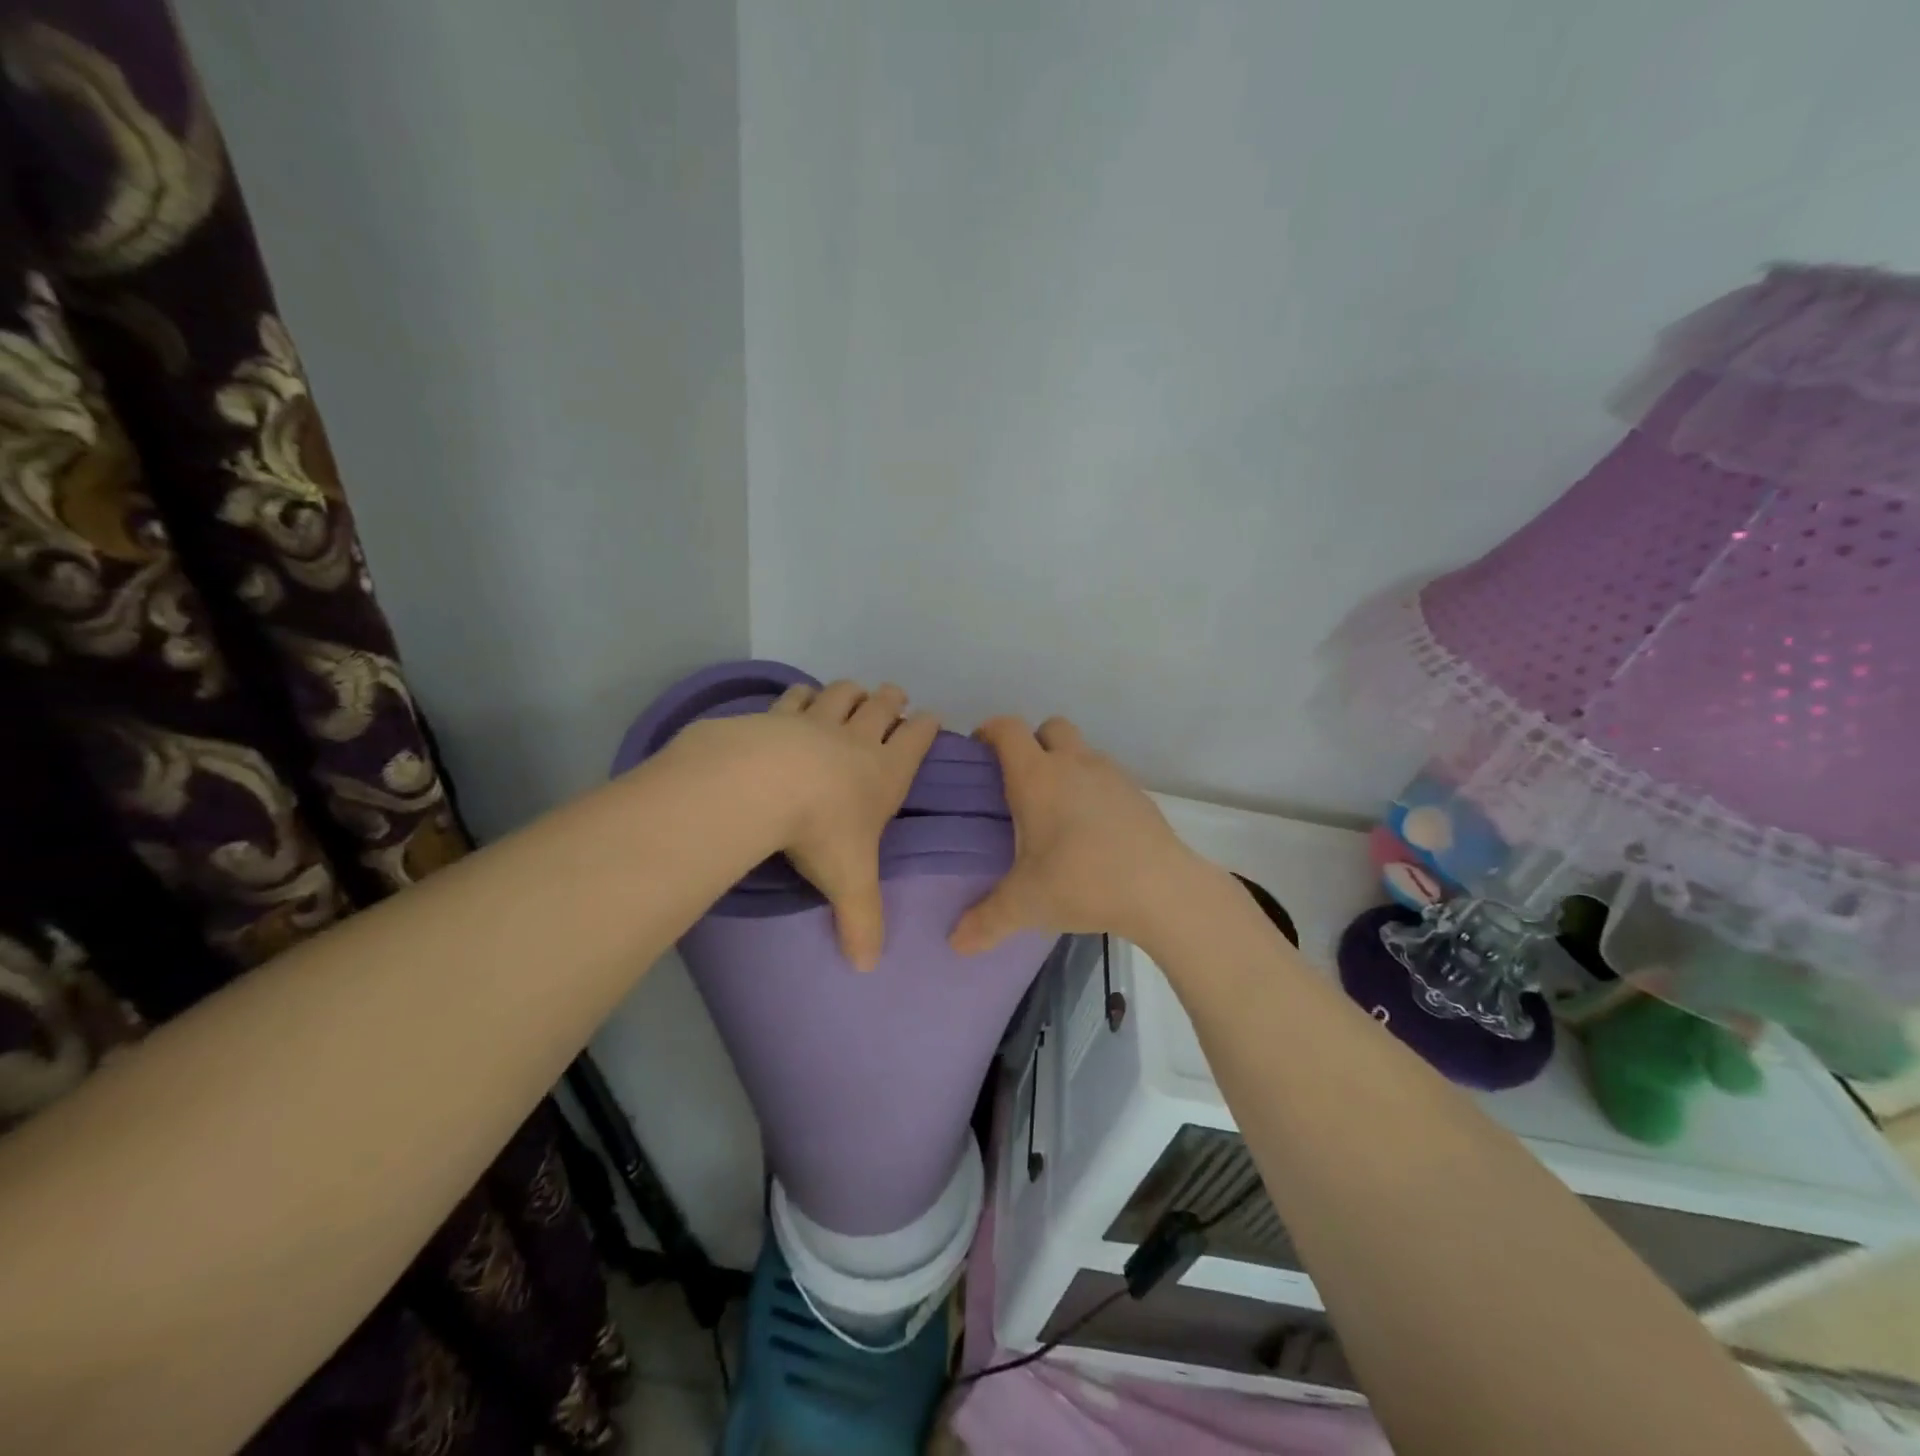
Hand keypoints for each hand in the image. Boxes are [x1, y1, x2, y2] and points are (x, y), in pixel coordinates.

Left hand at [761, 680, 939, 969]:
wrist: (762, 784)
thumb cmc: (821, 830)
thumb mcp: (849, 882)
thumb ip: (862, 923)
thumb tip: (866, 967)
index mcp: (885, 772)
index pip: (916, 739)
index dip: (926, 726)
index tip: (930, 718)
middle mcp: (856, 739)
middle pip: (882, 706)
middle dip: (892, 700)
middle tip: (894, 697)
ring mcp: (816, 721)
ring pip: (842, 694)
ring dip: (852, 692)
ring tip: (853, 694)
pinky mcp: (777, 715)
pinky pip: (796, 696)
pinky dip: (803, 694)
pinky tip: (800, 697)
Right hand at [950, 716, 1202, 954]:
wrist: (1162, 889)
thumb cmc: (1082, 882)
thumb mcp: (1026, 905)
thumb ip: (986, 920)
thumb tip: (956, 943)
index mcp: (1037, 777)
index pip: (1008, 729)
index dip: (990, 731)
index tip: (979, 752)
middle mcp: (1074, 764)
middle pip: (1050, 728)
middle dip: (1032, 743)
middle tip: (1020, 782)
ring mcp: (1111, 775)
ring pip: (1081, 751)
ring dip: (1065, 766)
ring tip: (1056, 811)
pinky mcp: (1137, 794)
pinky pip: (1106, 777)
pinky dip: (1092, 789)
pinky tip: (1091, 829)